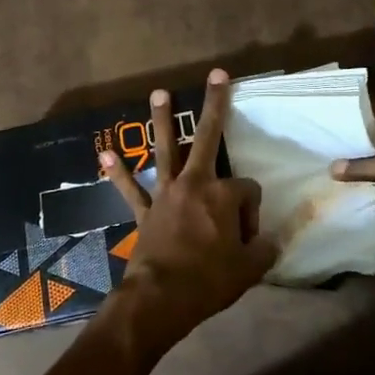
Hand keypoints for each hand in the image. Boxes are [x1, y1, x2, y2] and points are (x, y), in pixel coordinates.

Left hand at [97, 70, 277, 358]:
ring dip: (160, 121)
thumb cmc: (209, 281)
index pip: (247, 190)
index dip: (252, 212)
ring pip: (164, 149)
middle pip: (205, 137)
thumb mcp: (250, 269)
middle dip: (214, 105)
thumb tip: (270, 242)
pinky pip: (130, 188)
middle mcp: (194, 184)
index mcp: (223, 195)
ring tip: (158, 93)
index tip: (248, 238)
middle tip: (217, 76)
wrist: (161, 298)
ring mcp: (165, 194)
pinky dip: (118, 173)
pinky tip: (104, 155)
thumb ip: (264, 250)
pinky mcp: (144, 211)